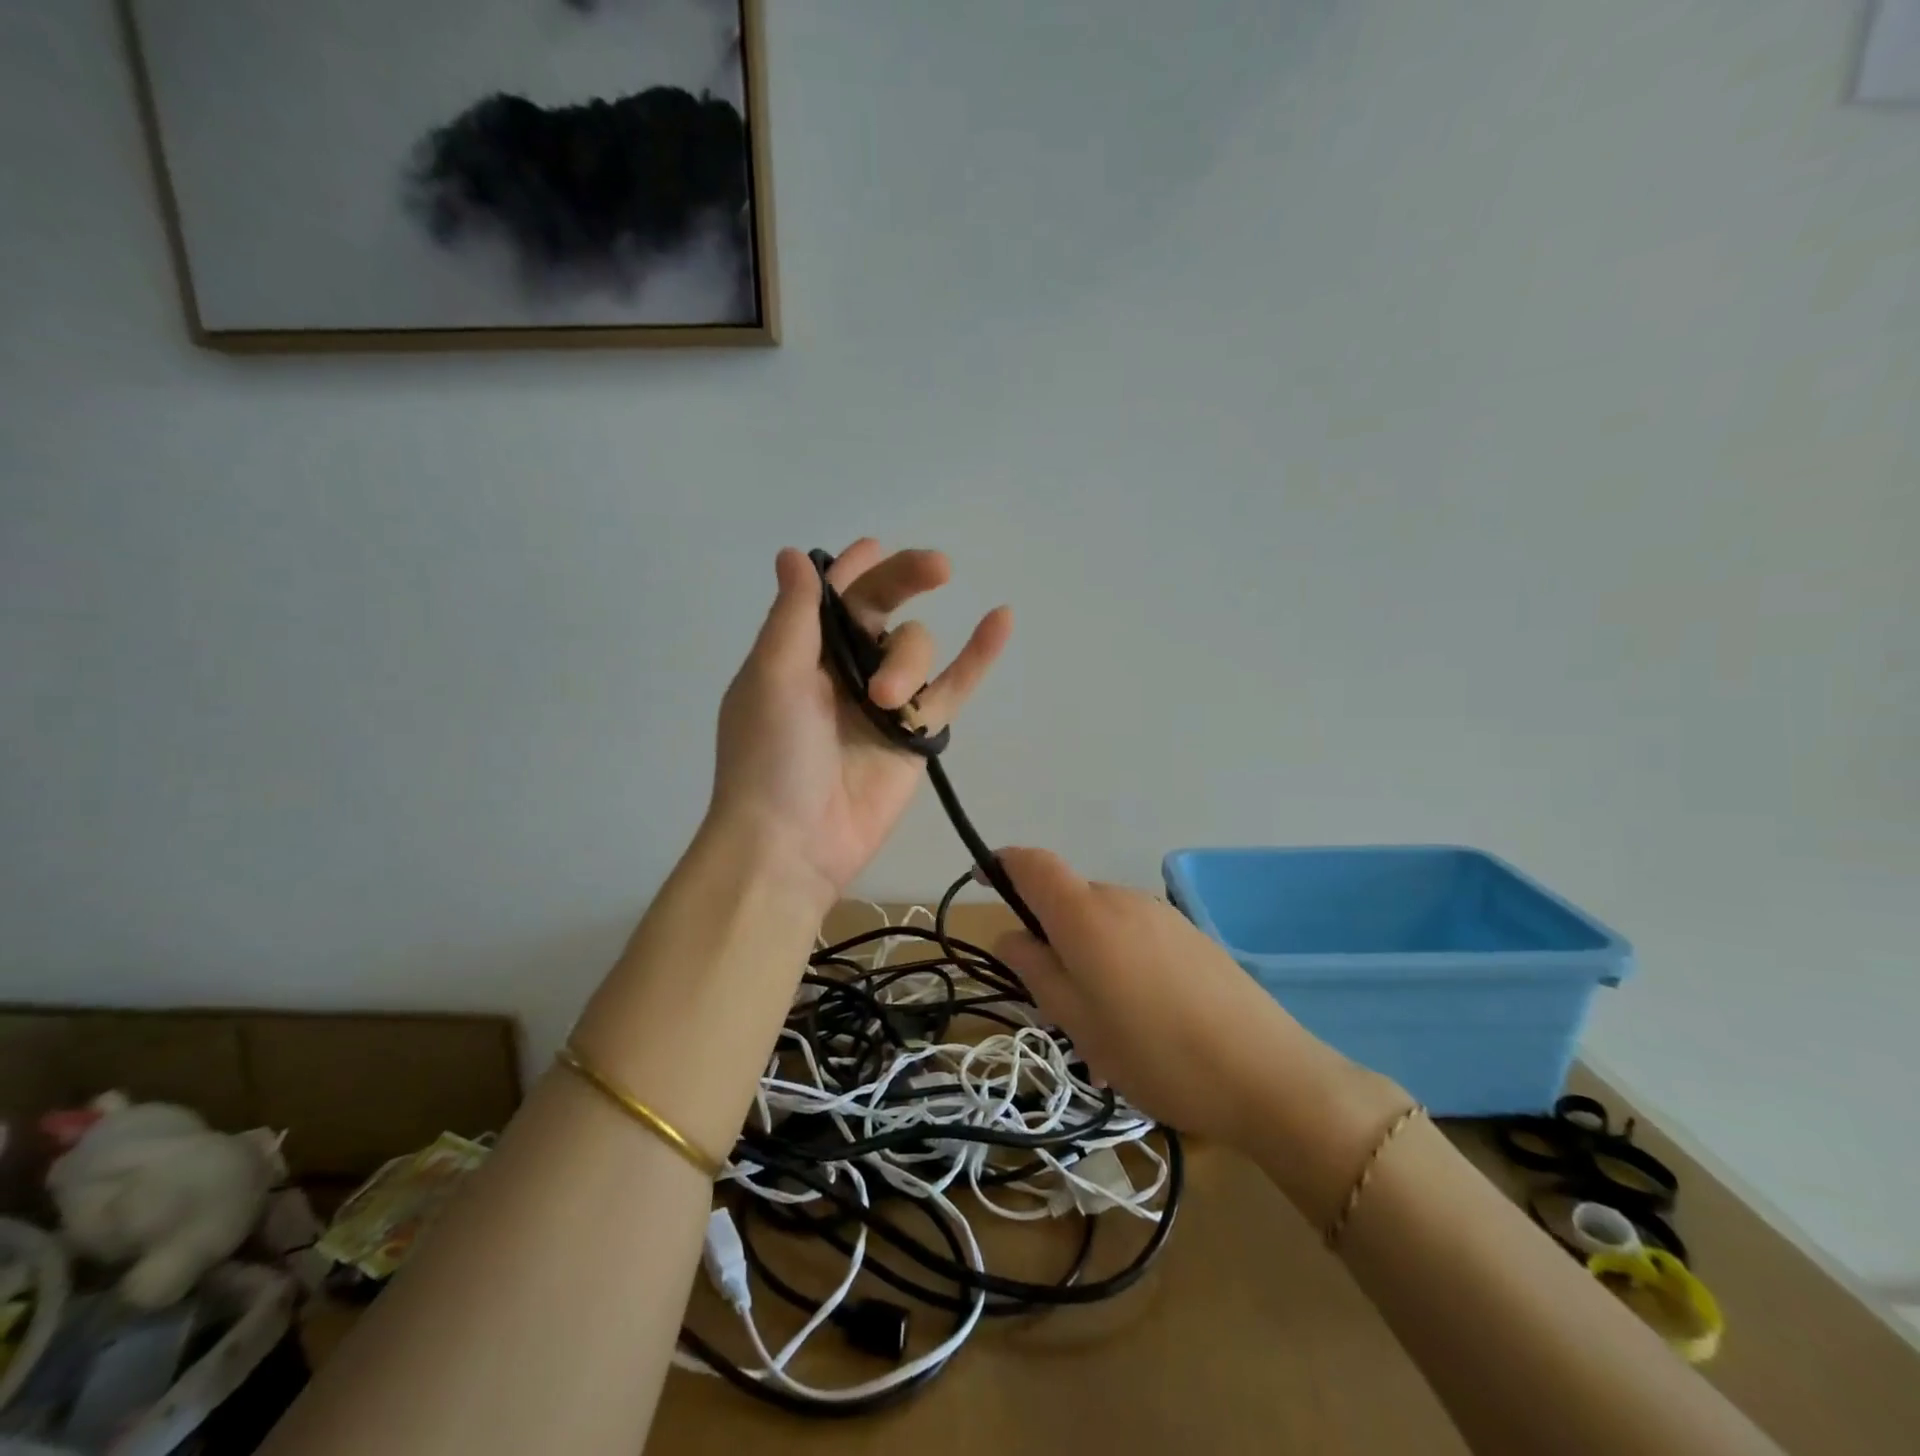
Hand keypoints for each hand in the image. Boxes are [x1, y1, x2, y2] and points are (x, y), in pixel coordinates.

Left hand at [708, 541, 1011, 906]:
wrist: (793, 843)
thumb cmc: (770, 755)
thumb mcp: (772, 676)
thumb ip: (793, 615)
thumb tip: (794, 554)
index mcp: (802, 651)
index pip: (834, 596)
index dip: (854, 567)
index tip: (878, 547)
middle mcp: (845, 668)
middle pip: (884, 608)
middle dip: (907, 581)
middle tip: (937, 567)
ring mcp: (885, 701)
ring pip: (916, 649)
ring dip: (908, 661)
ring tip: (886, 701)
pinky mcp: (917, 733)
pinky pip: (953, 687)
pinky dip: (978, 656)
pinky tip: (1001, 618)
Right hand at [992, 848, 1398, 1162]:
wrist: (1267, 1074)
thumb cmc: (1155, 1053)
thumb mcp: (1078, 1022)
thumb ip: (1036, 970)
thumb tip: (1010, 936)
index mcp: (1085, 915)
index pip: (1032, 864)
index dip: (1002, 865)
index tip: (984, 883)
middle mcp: (1121, 899)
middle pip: (1067, 897)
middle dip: (1046, 930)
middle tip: (1049, 995)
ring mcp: (1160, 914)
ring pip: (1100, 919)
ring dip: (1084, 949)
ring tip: (1099, 1017)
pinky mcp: (1188, 934)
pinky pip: (1133, 932)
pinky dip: (1117, 956)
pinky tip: (1139, 1013)